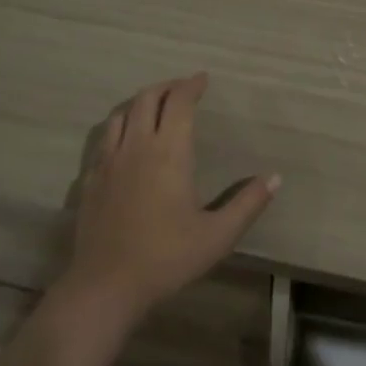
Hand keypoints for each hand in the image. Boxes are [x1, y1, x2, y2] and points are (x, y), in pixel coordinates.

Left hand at [61, 73, 279, 326]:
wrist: (106, 286)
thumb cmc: (166, 258)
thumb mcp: (218, 236)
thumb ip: (247, 203)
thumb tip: (275, 178)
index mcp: (169, 152)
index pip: (179, 102)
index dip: (191, 85)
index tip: (203, 79)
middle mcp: (137, 146)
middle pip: (147, 98)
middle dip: (166, 87)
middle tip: (182, 89)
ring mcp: (109, 161)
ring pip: (121, 114)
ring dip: (140, 103)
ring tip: (153, 108)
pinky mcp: (90, 179)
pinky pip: (104, 139)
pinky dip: (119, 127)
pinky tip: (125, 142)